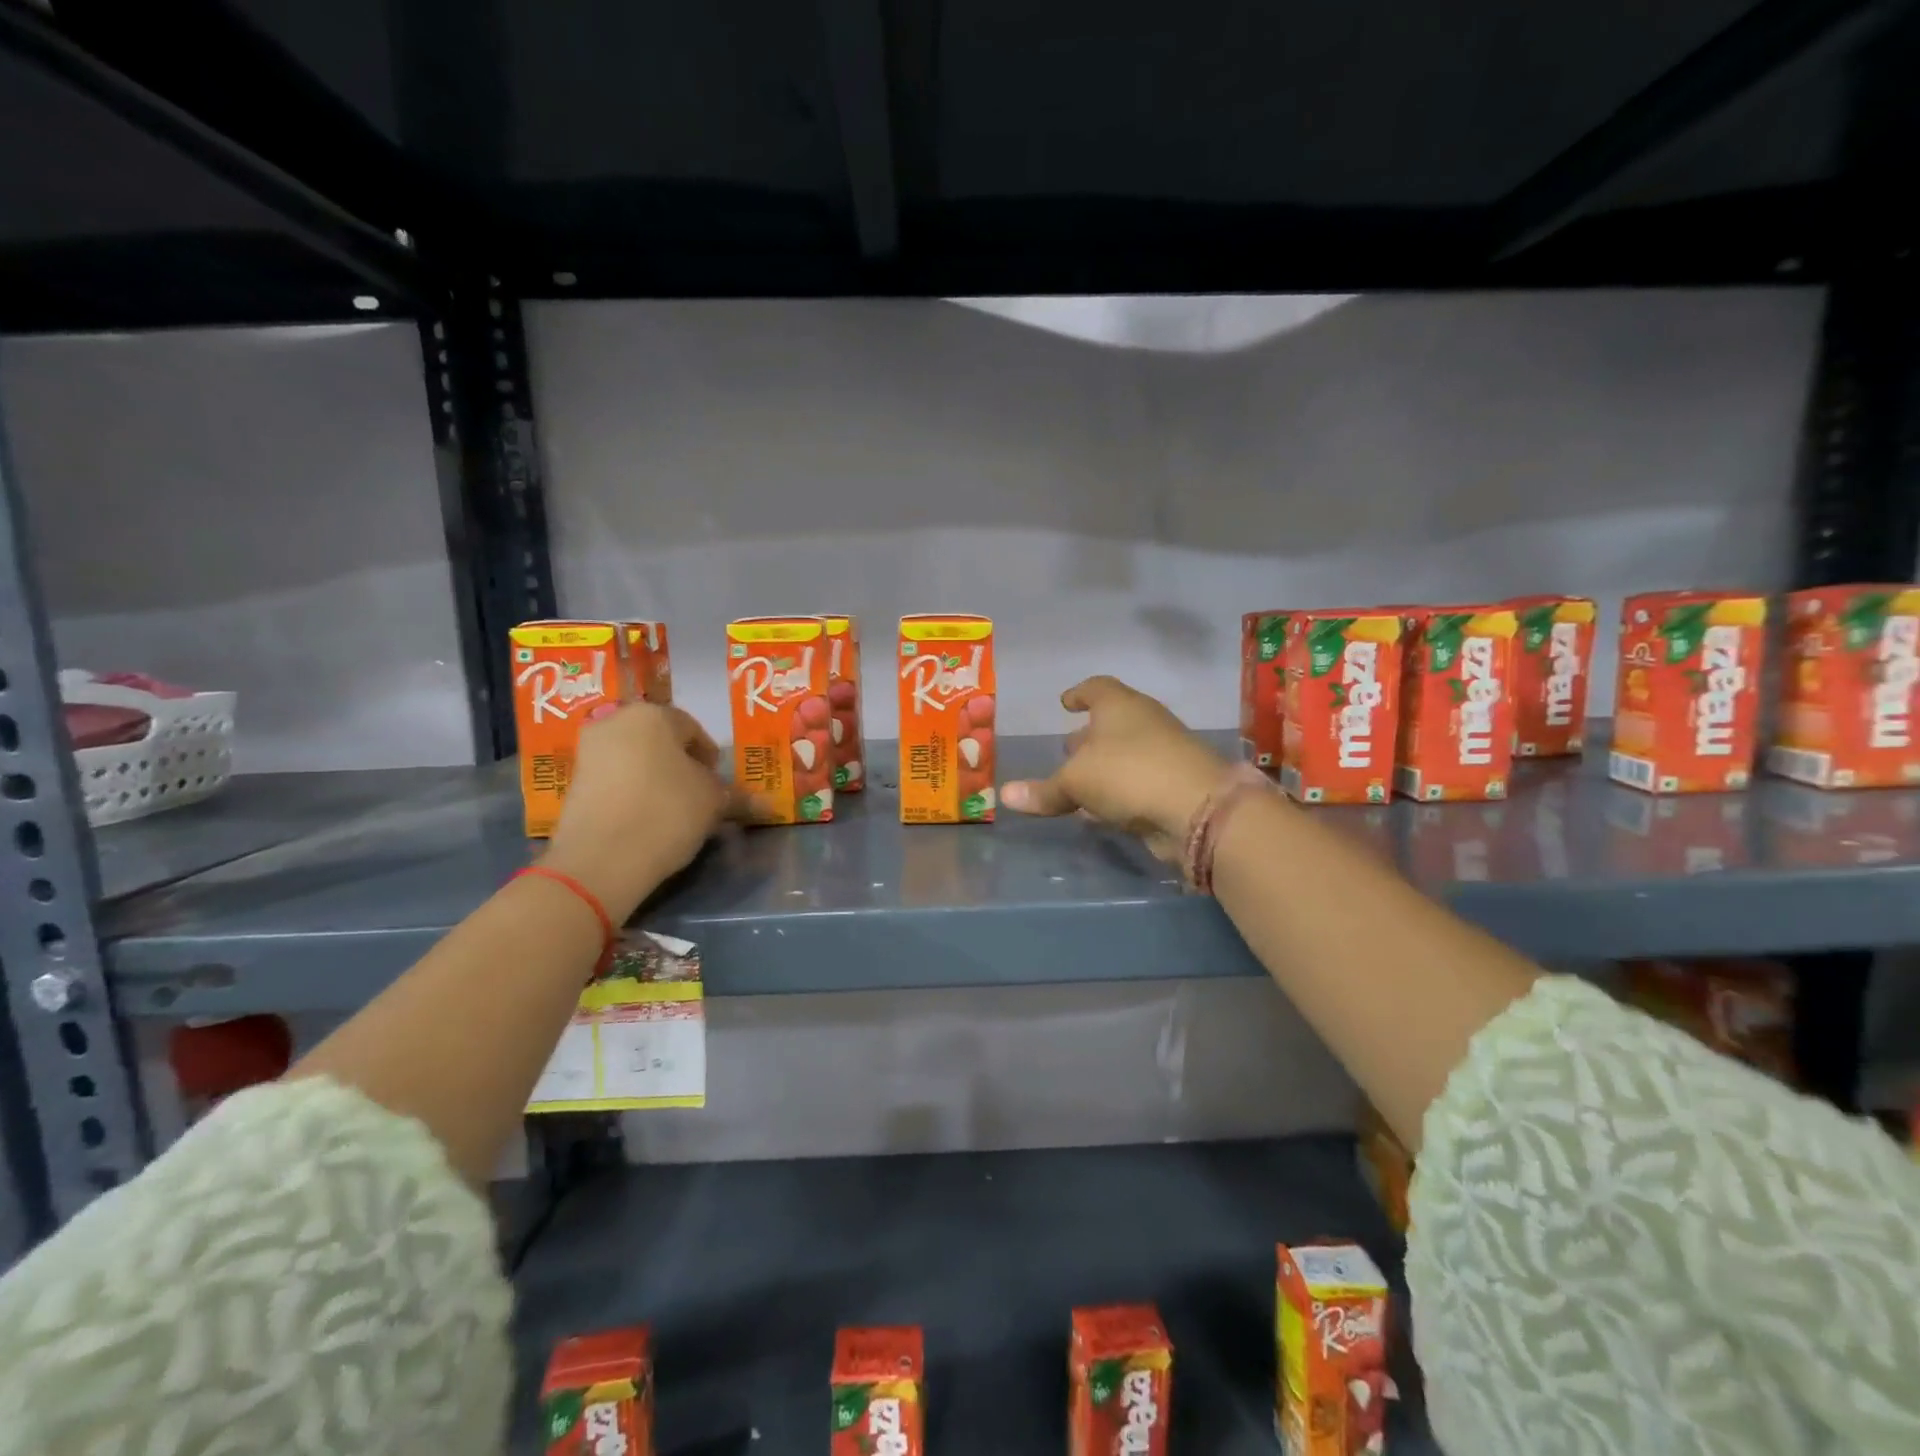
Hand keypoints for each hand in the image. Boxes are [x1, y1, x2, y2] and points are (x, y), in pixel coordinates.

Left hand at [542, 703, 738, 915]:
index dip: (710, 758)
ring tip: (672, 810)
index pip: (693, 729)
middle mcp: (615, 721)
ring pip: (635, 760)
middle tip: (697, 795)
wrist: (601, 859)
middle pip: (659, 741)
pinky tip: (644, 819)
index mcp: (652, 714)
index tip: (718, 785)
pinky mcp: (572, 783)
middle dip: (680, 764)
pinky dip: (631, 793)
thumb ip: (737, 796)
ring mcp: (587, 751)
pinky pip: (614, 780)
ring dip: (655, 778)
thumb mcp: (714, 802)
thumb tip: (766, 804)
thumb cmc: (668, 812)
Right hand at [1000, 676, 1227, 860]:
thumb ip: (1043, 790)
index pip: (1096, 687)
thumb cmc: (1128, 774)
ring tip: (1076, 782)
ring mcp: (1163, 753)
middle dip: (1088, 735)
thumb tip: (1005, 796)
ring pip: (1125, 755)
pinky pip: (1135, 783)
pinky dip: (1116, 792)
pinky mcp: (1173, 786)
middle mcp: (1144, 723)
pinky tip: (1097, 811)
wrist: (1198, 809)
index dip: (1079, 693)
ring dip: (1103, 766)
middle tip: (1066, 746)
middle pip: (1112, 722)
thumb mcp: (1076, 782)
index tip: (1064, 703)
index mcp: (1120, 706)